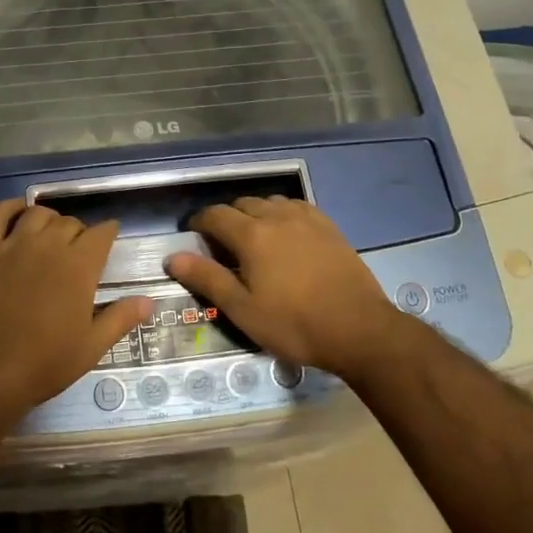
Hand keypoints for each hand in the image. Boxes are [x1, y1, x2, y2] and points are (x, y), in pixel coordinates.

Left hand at [0, 199, 151, 427]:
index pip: (101, 233)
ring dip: (49, 220)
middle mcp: (48, 246)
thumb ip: (121, 318)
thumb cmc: (44, 364)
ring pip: (37, 214)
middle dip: (80, 233)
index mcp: (79, 266)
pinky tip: (17, 215)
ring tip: (51, 236)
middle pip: (70, 222)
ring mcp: (13, 245)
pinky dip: (9, 208)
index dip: (108, 234)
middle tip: (79, 252)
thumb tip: (148, 300)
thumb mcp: (91, 347)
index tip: (109, 240)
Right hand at [164, 196, 403, 380]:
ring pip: (270, 203)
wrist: (359, 329)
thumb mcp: (243, 310)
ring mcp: (306, 219)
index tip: (193, 235)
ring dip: (255, 213)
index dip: (199, 222)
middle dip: (226, 218)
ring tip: (253, 237)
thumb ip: (207, 279)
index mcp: (251, 235)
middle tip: (222, 243)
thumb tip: (173, 257)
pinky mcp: (329, 226)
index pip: (215, 215)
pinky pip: (297, 207)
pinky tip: (286, 233)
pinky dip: (282, 214)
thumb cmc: (294, 324)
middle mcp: (276, 217)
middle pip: (242, 204)